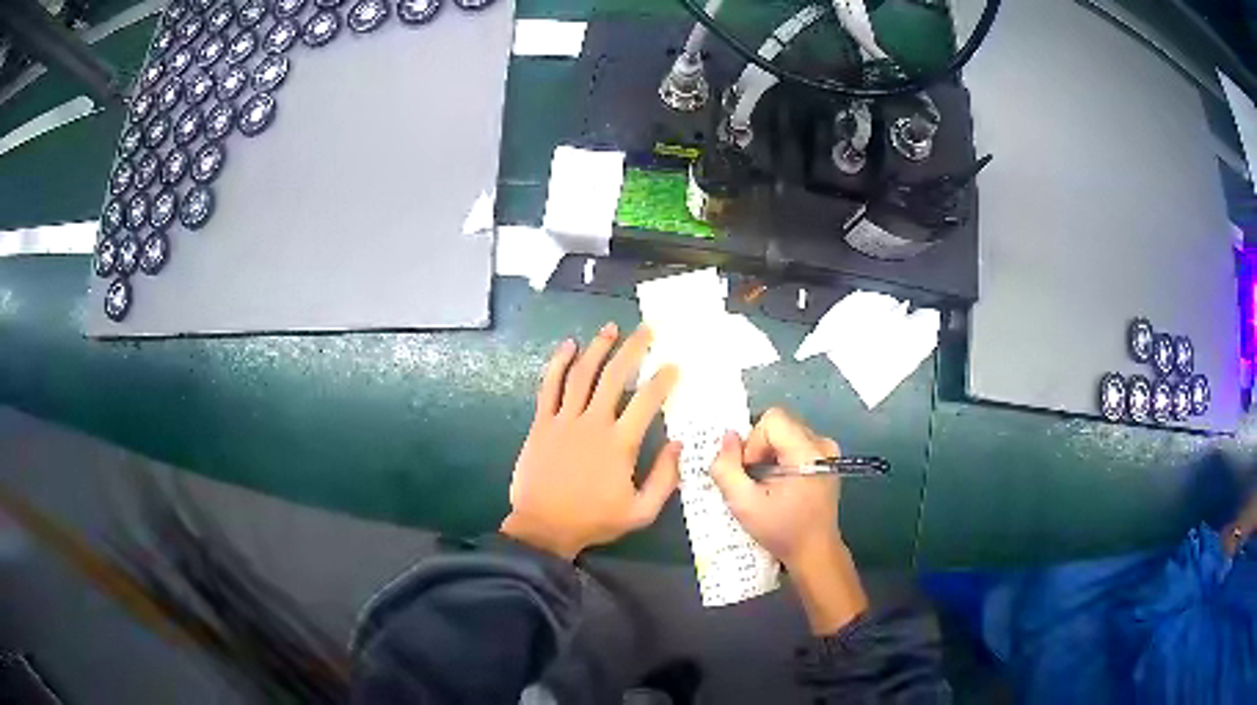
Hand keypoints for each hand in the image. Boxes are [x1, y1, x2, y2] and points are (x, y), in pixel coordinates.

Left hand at [501, 323, 680, 560]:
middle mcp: (593, 424)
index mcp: (619, 444)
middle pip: (614, 377)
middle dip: (633, 349)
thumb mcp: (640, 512)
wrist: (543, 527)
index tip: (673, 365)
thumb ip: (664, 479)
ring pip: (582, 374)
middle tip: (646, 330)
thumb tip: (678, 445)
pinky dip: (559, 363)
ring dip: (598, 348)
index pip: (646, 401)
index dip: (662, 380)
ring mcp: (564, 420)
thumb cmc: (594, 520)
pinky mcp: (541, 423)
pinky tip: (569, 346)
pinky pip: (550, 386)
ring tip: (611, 328)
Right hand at [710, 407, 867, 634]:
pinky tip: (780, 486)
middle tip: (755, 482)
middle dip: (759, 449)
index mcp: (808, 451)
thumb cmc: (782, 531)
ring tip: (767, 486)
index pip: (772, 419)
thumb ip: (727, 468)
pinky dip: (781, 460)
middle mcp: (822, 444)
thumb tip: (726, 437)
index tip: (751, 473)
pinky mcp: (826, 460)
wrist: (815, 553)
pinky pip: (794, 444)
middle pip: (778, 425)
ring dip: (768, 455)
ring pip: (785, 434)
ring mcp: (827, 451)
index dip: (753, 442)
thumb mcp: (744, 504)